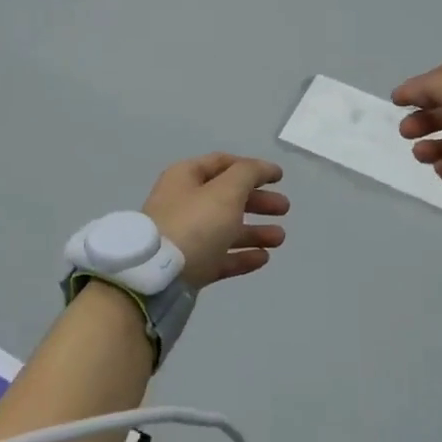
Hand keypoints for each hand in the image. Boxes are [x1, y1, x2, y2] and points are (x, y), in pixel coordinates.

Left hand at [142, 154, 288, 289]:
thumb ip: (248, 174)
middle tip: (284, 208)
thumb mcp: (226, 190)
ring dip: (255, 231)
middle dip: (258, 201)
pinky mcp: (189, 266)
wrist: (157, 277)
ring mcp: (186, 237)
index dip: (252, 167)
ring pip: (226, 229)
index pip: (222, 164)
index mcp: (186, 178)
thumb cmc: (194, 224)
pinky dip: (242, 256)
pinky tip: (263, 258)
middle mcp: (184, 203)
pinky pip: (220, 257)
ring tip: (280, 238)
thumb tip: (263, 169)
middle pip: (227, 197)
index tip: (278, 177)